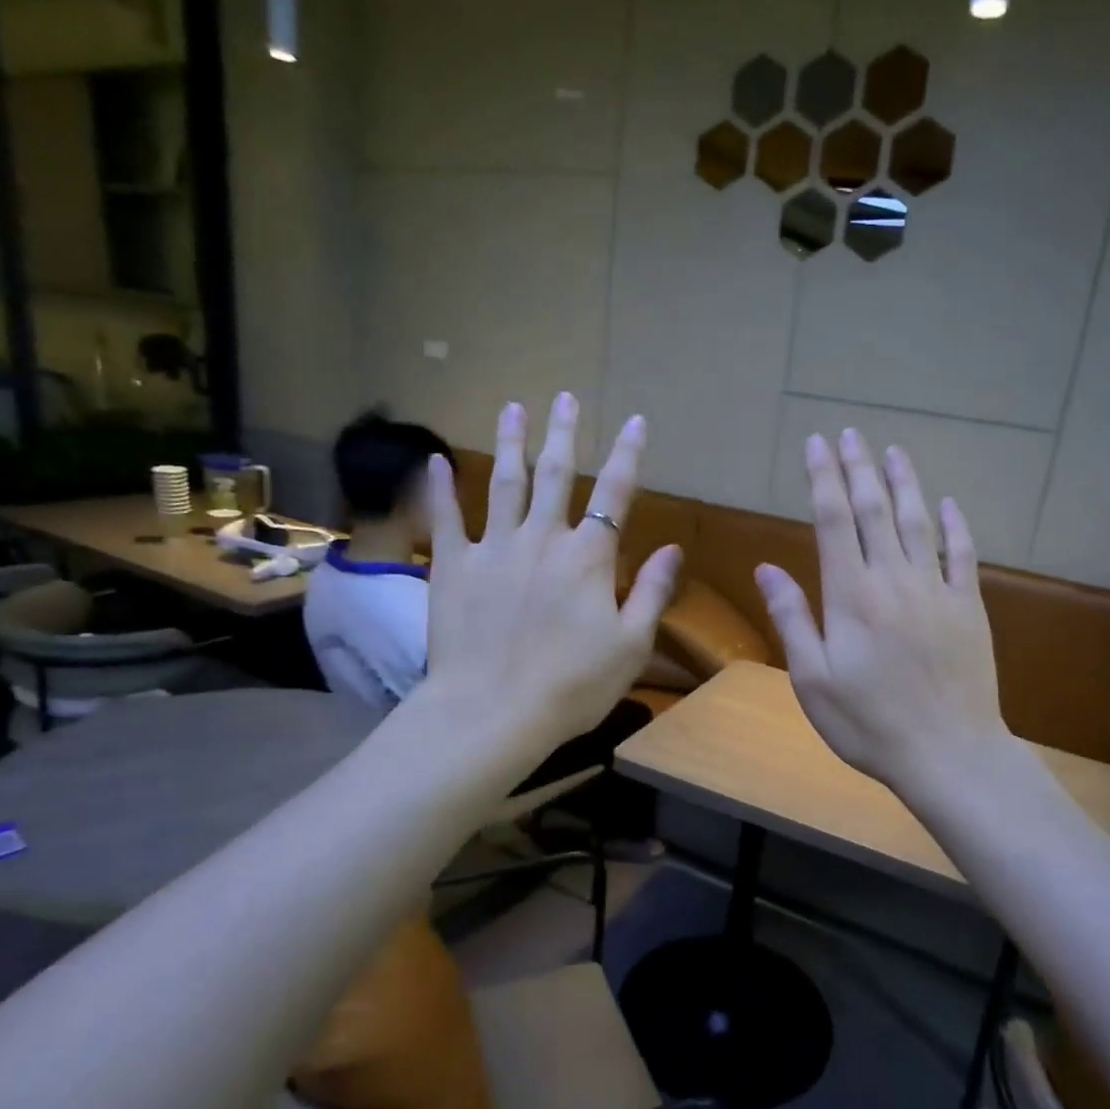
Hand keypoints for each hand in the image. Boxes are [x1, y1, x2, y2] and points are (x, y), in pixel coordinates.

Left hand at [422, 393, 680, 760]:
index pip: (615, 493)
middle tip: (564, 396)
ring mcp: (493, 549)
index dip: (627, 454)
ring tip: (513, 407)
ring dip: (511, 443)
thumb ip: (652, 591)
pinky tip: (437, 460)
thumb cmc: (572, 685)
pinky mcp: (453, 567)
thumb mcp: (631, 645)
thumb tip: (672, 548)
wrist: (492, 712)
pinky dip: (441, 489)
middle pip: (555, 474)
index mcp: (588, 557)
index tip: (634, 420)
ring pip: (504, 484)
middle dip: (563, 433)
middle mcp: (542, 539)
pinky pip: (446, 519)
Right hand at [755, 430, 1005, 788]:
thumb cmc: (868, 723)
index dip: (823, 478)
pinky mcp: (968, 607)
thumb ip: (792, 618)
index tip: (817, 444)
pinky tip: (948, 504)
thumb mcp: (812, 679)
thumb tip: (767, 568)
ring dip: (905, 482)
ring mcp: (936, 590)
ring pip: (919, 521)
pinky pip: (962, 554)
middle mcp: (894, 579)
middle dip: (859, 468)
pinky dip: (955, 525)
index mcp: (851, 595)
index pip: (833, 520)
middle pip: (875, 510)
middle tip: (850, 433)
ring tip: (893, 450)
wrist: (948, 753)